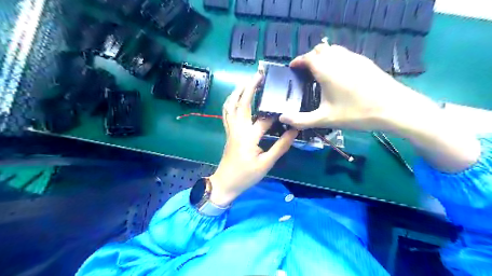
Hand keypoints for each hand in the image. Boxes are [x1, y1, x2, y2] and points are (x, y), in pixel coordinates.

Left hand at [209, 72, 296, 205]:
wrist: (225, 183)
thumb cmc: (246, 175)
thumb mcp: (266, 163)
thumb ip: (280, 146)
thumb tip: (293, 131)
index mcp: (248, 136)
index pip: (264, 118)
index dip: (276, 111)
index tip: (286, 101)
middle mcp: (237, 128)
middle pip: (241, 103)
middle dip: (249, 87)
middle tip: (259, 75)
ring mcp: (230, 129)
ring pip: (230, 105)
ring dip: (237, 91)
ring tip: (246, 82)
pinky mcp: (228, 132)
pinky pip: (226, 112)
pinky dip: (230, 102)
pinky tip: (235, 98)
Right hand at [279, 43, 435, 130]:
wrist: (394, 108)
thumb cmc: (356, 113)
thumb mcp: (325, 119)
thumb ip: (301, 120)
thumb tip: (282, 119)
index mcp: (326, 69)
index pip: (307, 57)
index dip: (297, 61)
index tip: (292, 69)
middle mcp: (338, 58)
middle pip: (320, 49)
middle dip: (310, 58)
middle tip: (306, 74)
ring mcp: (354, 58)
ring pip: (333, 49)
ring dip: (323, 57)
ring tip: (320, 74)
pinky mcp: (365, 61)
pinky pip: (345, 54)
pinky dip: (336, 59)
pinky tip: (339, 76)